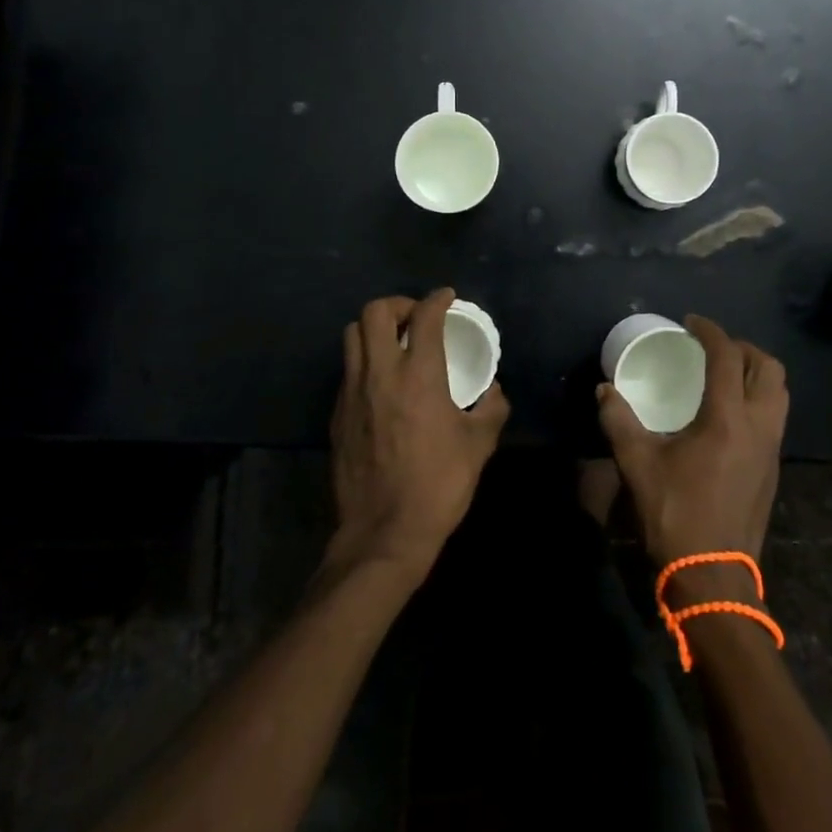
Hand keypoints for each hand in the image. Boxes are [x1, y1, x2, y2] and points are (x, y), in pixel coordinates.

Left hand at [329, 290, 508, 580]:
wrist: (383, 533)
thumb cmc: (438, 484)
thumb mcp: (478, 446)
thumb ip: (491, 409)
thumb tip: (493, 390)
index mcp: (420, 374)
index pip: (425, 316)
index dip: (437, 299)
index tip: (446, 298)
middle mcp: (381, 372)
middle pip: (376, 312)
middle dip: (398, 304)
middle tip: (416, 318)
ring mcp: (353, 391)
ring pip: (352, 335)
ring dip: (374, 329)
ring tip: (395, 343)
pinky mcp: (337, 413)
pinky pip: (347, 368)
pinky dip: (364, 360)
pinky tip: (382, 383)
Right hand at [597, 316, 787, 568]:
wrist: (713, 577)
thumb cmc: (676, 514)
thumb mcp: (637, 464)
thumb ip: (619, 420)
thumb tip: (605, 390)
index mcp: (727, 419)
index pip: (727, 358)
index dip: (711, 332)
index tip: (691, 322)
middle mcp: (758, 426)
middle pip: (768, 369)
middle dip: (743, 348)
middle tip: (713, 348)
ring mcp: (771, 449)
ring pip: (779, 393)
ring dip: (756, 373)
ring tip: (724, 374)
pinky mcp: (772, 469)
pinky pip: (775, 417)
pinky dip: (758, 399)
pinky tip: (729, 413)